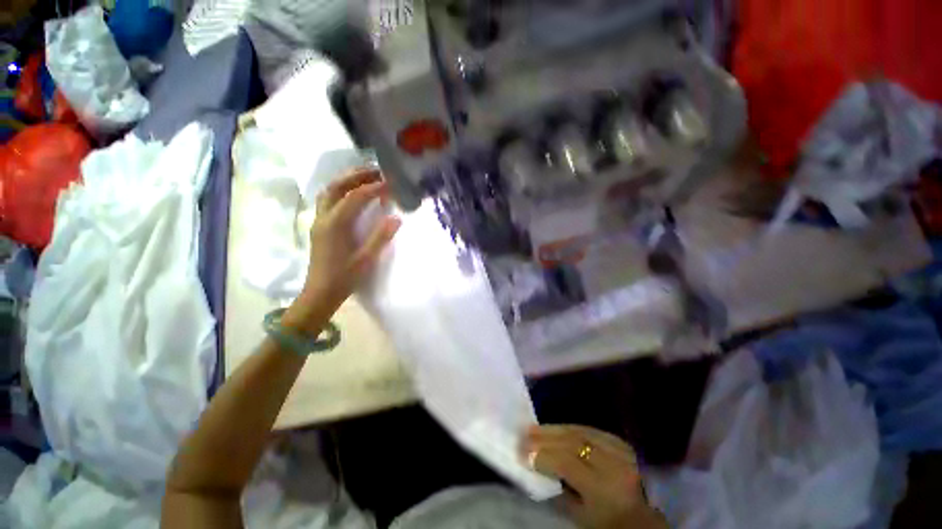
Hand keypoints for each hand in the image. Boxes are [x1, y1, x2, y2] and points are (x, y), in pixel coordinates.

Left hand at [288, 168, 400, 328]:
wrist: (320, 293)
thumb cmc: (344, 278)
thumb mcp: (366, 259)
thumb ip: (380, 237)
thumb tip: (396, 217)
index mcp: (335, 225)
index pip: (354, 197)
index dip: (373, 188)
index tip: (390, 184)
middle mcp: (323, 217)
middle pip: (337, 187)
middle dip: (356, 175)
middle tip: (376, 171)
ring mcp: (318, 221)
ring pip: (328, 191)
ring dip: (346, 181)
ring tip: (364, 178)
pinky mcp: (319, 226)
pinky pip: (327, 200)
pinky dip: (340, 191)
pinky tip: (352, 195)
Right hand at [522, 425, 664, 528]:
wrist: (640, 519)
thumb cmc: (606, 523)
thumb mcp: (580, 516)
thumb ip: (557, 490)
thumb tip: (534, 463)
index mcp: (604, 489)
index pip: (568, 463)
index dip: (543, 456)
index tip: (523, 453)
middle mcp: (613, 464)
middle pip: (573, 442)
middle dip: (545, 437)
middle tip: (524, 434)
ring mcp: (619, 450)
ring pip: (580, 431)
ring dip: (554, 428)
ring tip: (535, 428)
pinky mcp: (619, 442)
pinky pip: (589, 429)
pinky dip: (569, 428)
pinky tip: (556, 428)